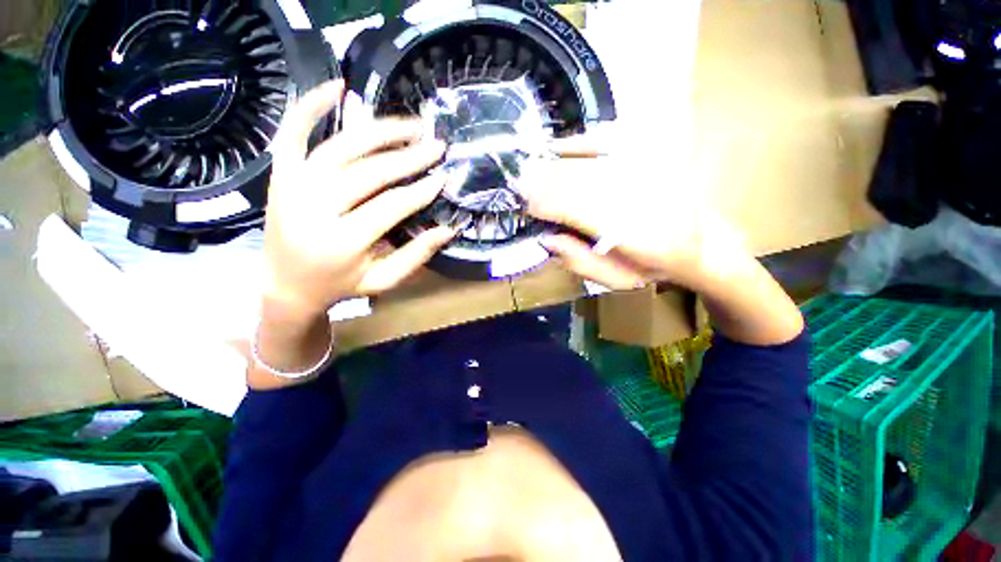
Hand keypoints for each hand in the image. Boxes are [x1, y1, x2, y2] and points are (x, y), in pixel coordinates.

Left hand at [262, 80, 454, 322]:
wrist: (285, 284)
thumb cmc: (340, 284)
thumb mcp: (384, 280)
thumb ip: (417, 255)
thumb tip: (449, 229)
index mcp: (341, 242)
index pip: (390, 206)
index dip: (420, 190)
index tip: (443, 177)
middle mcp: (313, 208)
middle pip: (369, 172)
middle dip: (408, 157)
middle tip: (436, 146)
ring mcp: (292, 185)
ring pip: (341, 146)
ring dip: (380, 131)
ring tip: (412, 125)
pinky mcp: (280, 174)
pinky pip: (292, 131)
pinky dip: (312, 105)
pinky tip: (338, 86)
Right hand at [525, 135, 728, 291]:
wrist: (706, 239)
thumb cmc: (656, 266)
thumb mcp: (616, 279)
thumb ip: (578, 262)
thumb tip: (546, 238)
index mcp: (630, 230)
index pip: (570, 205)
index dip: (541, 202)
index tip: (525, 205)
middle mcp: (638, 189)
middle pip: (572, 176)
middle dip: (540, 180)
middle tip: (520, 185)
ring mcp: (646, 163)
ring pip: (584, 155)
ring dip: (552, 163)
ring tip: (534, 171)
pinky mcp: (651, 147)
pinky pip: (604, 136)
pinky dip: (576, 143)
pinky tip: (561, 150)